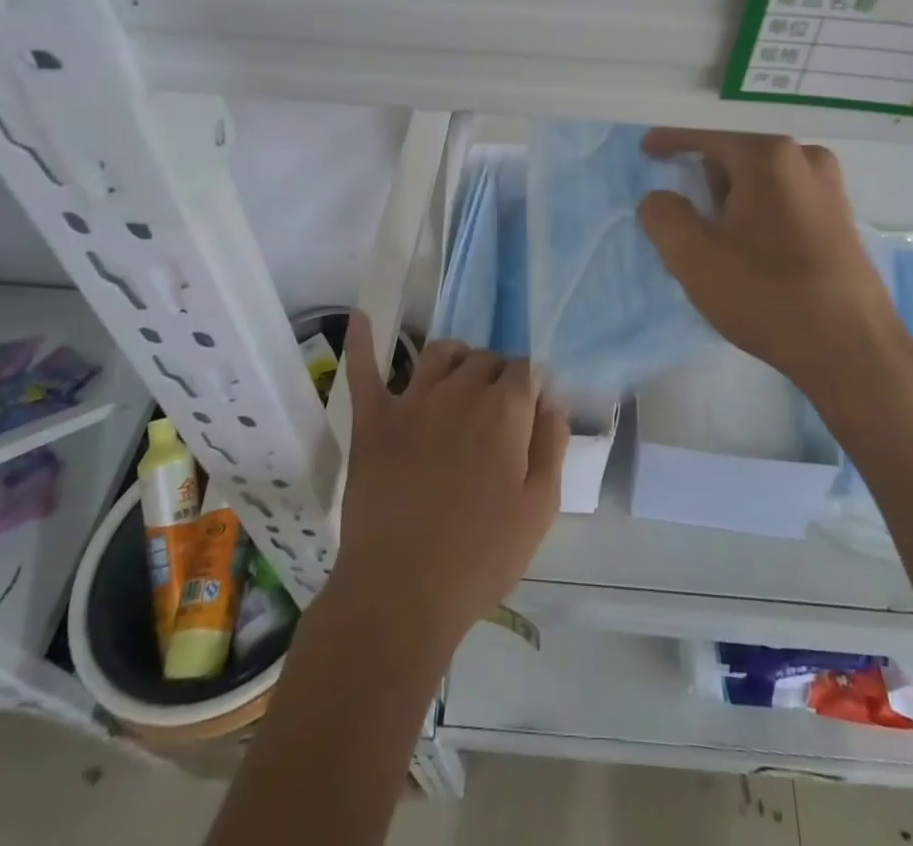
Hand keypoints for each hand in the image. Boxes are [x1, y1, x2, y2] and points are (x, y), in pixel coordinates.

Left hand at [328, 315, 569, 663]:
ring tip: (461, 379)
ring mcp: (410, 401)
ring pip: (439, 353)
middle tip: (498, 416)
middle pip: (485, 358)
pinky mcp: (372, 421)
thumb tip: (550, 399)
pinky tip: (360, 316)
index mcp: (503, 410)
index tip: (531, 413)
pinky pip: (364, 371)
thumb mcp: (540, 507)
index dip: (531, 387)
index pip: (526, 369)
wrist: (400, 595)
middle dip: (499, 375)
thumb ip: (552, 443)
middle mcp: (458, 391)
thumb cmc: (481, 557)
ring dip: (457, 359)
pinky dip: (362, 341)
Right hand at [637, 129, 912, 408]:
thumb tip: (661, 199)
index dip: (671, 141)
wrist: (850, 350)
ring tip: (719, 247)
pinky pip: (784, 201)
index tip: (646, 150)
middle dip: (706, 182)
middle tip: (689, 224)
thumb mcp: (692, 256)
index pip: (707, 136)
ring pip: (761, 181)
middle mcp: (805, 158)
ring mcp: (830, 188)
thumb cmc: (765, 294)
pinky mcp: (841, 219)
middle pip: (735, 157)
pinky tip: (752, 256)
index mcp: (768, 156)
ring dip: (733, 203)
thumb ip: (662, 215)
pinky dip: (759, 216)